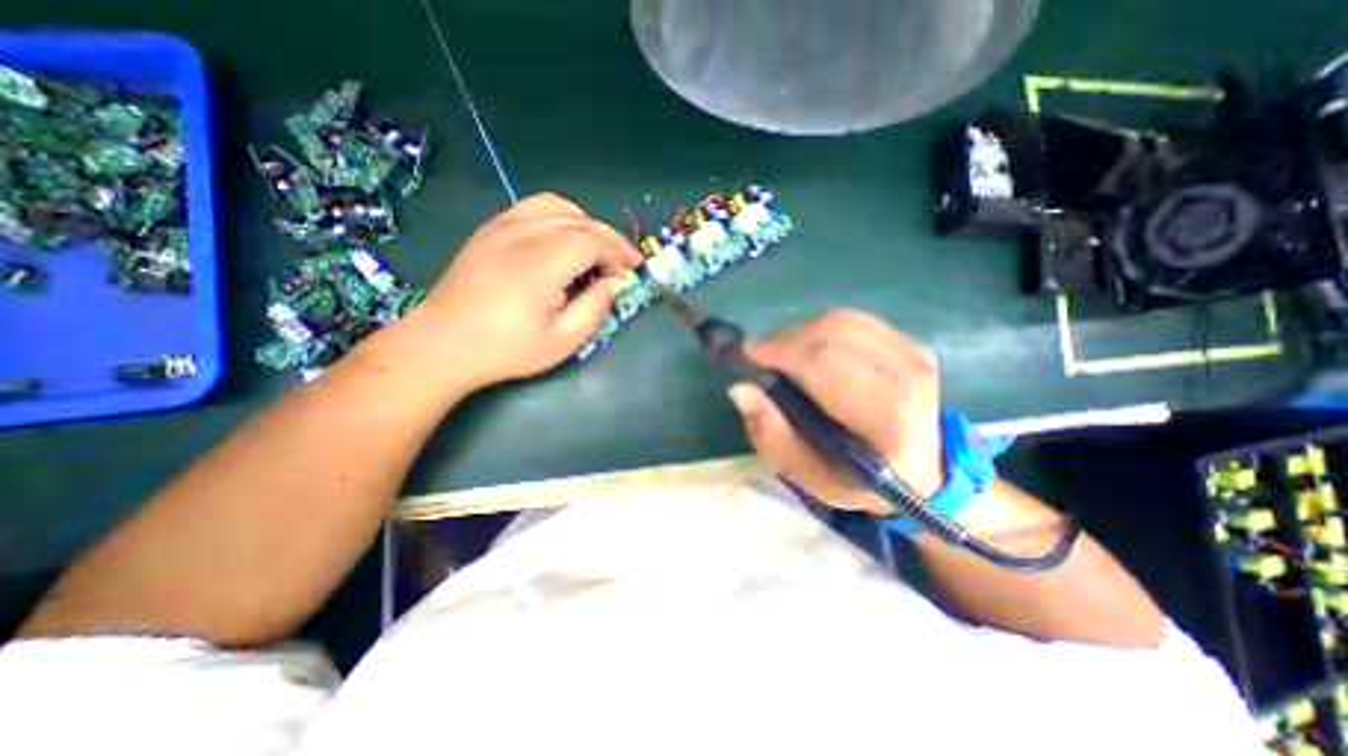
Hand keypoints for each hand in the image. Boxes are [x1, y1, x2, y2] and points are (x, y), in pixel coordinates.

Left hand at [405, 193, 639, 392]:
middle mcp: (522, 234)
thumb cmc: (507, 348)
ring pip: (558, 206)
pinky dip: (559, 217)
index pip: (593, 240)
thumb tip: (615, 283)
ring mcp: (502, 226)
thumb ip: (596, 307)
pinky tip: (564, 239)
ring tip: (597, 249)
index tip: (627, 276)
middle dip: (609, 239)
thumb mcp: (563, 340)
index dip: (617, 254)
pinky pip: (533, 207)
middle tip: (624, 263)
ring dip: (586, 224)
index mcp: (541, 263)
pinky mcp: (490, 229)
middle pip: (580, 220)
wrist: (443, 344)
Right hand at [727, 311, 944, 515]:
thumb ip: (771, 434)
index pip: (823, 363)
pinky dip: (823, 329)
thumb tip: (740, 388)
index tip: (748, 352)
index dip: (780, 349)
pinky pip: (855, 321)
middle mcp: (906, 378)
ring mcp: (914, 356)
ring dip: (801, 331)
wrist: (922, 476)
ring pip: (841, 321)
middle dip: (785, 337)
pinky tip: (812, 349)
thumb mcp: (807, 474)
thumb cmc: (857, 480)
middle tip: (761, 354)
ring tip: (783, 353)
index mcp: (884, 418)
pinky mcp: (912, 345)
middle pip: (832, 332)